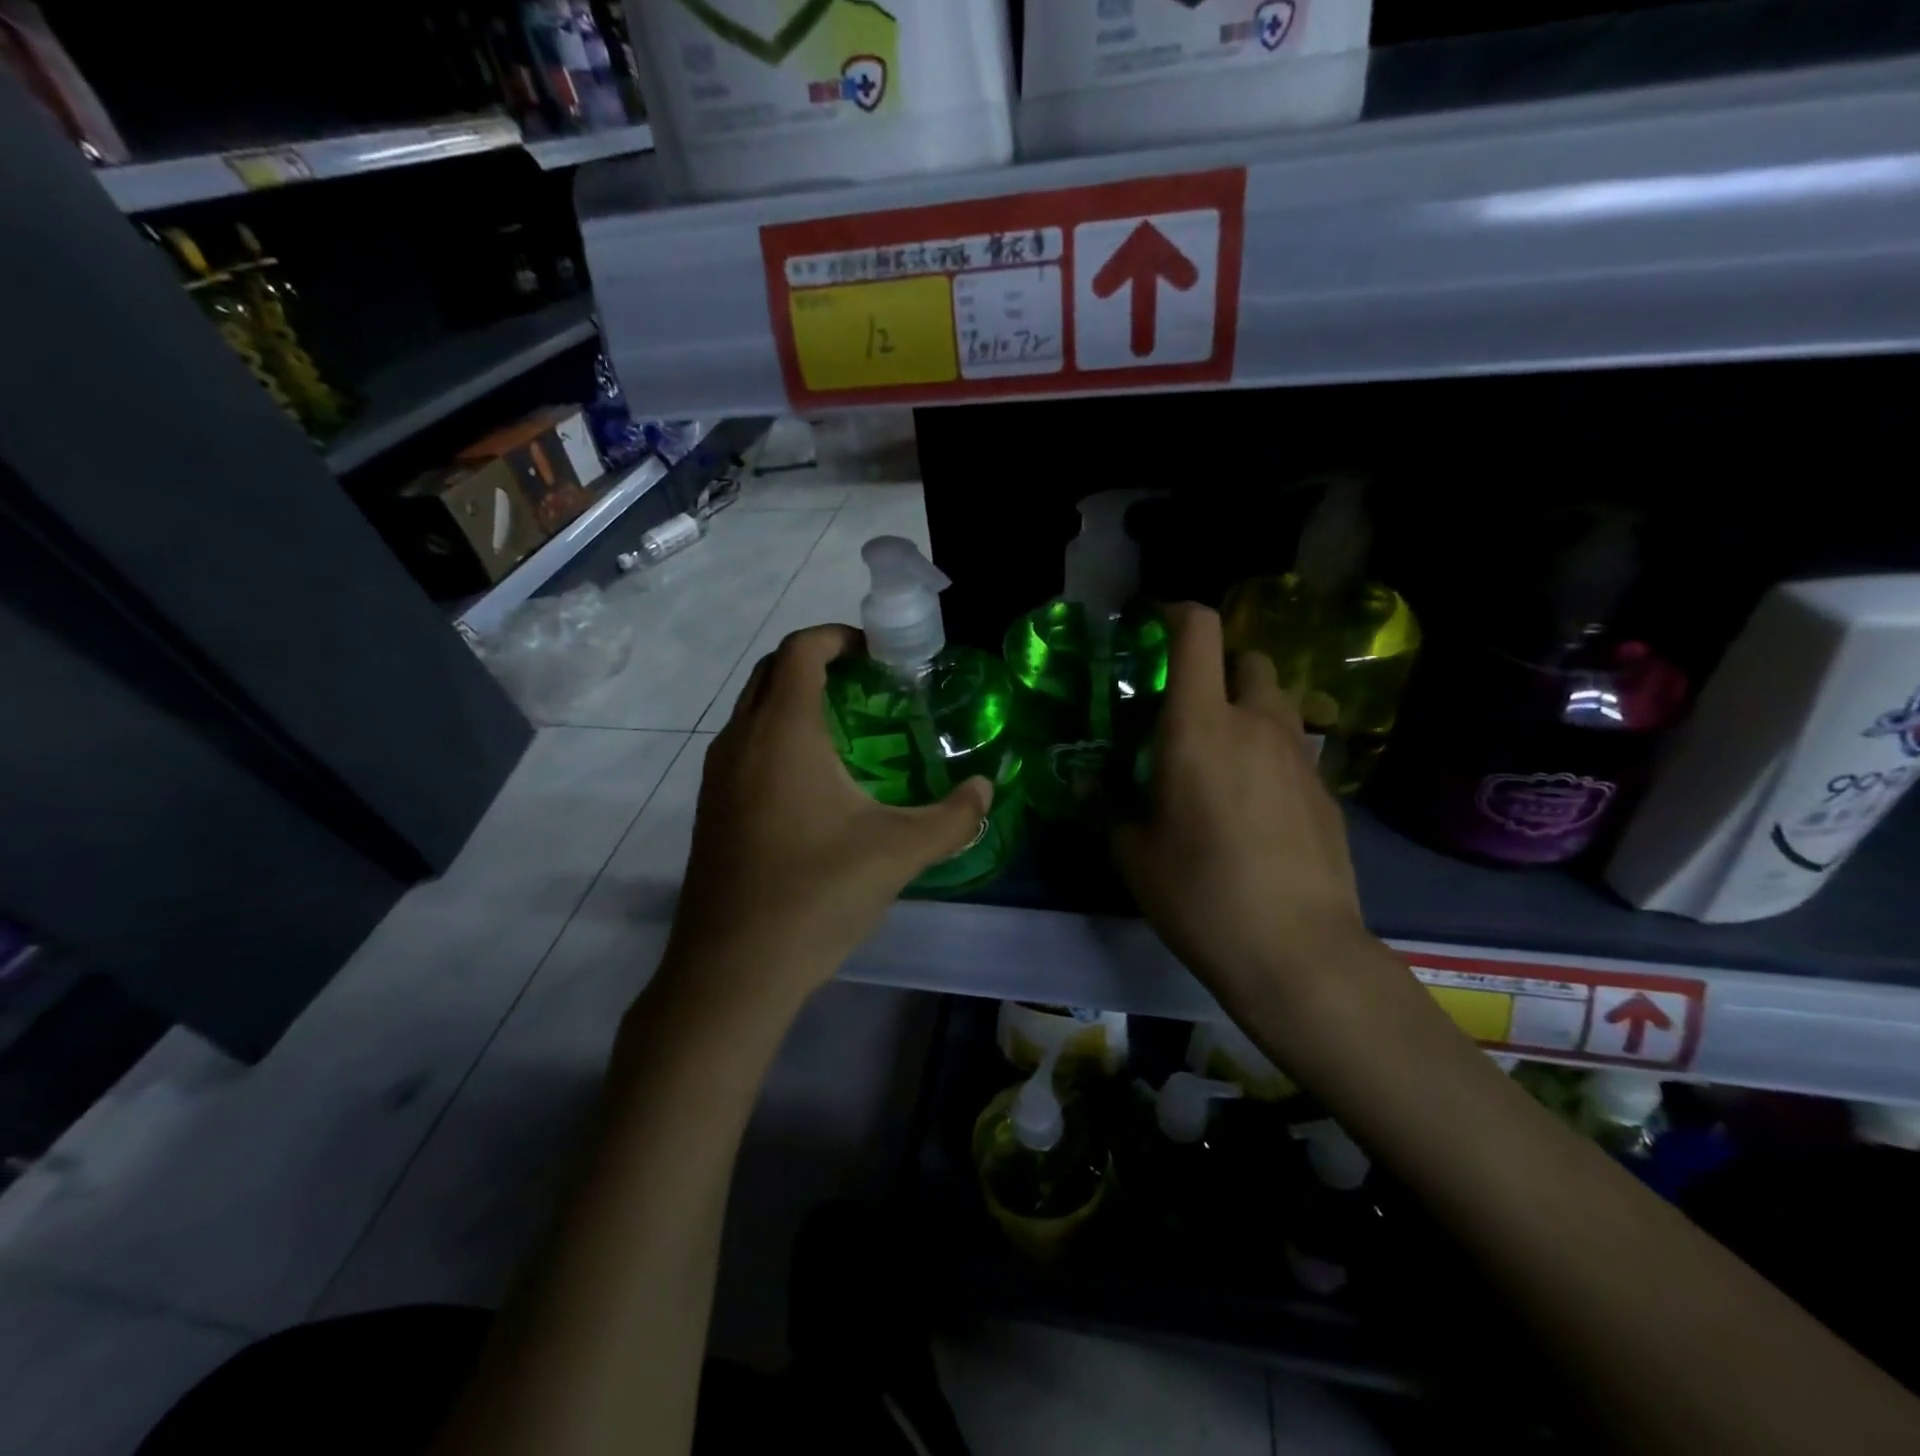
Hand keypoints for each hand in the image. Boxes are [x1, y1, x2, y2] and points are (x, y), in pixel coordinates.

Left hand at [667, 625, 992, 995]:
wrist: (733, 970)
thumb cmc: (816, 895)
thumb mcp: (899, 852)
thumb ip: (953, 817)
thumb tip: (986, 790)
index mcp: (782, 732)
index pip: (801, 650)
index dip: (837, 636)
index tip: (876, 652)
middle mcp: (740, 740)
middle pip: (772, 671)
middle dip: (818, 663)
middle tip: (868, 685)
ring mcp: (718, 776)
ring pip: (753, 710)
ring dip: (794, 701)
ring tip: (847, 730)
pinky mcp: (711, 809)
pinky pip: (744, 747)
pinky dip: (777, 737)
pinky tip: (814, 785)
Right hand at [1114, 604, 1381, 1022]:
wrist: (1296, 951)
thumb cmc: (1199, 894)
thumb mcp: (1134, 852)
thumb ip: (1112, 806)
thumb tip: (1095, 787)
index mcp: (1199, 726)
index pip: (1199, 632)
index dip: (1176, 614)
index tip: (1154, 627)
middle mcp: (1256, 724)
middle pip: (1248, 660)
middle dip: (1218, 668)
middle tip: (1187, 709)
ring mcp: (1300, 756)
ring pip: (1275, 704)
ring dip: (1247, 710)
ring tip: (1221, 758)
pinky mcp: (1327, 791)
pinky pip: (1292, 750)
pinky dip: (1269, 755)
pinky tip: (1254, 807)